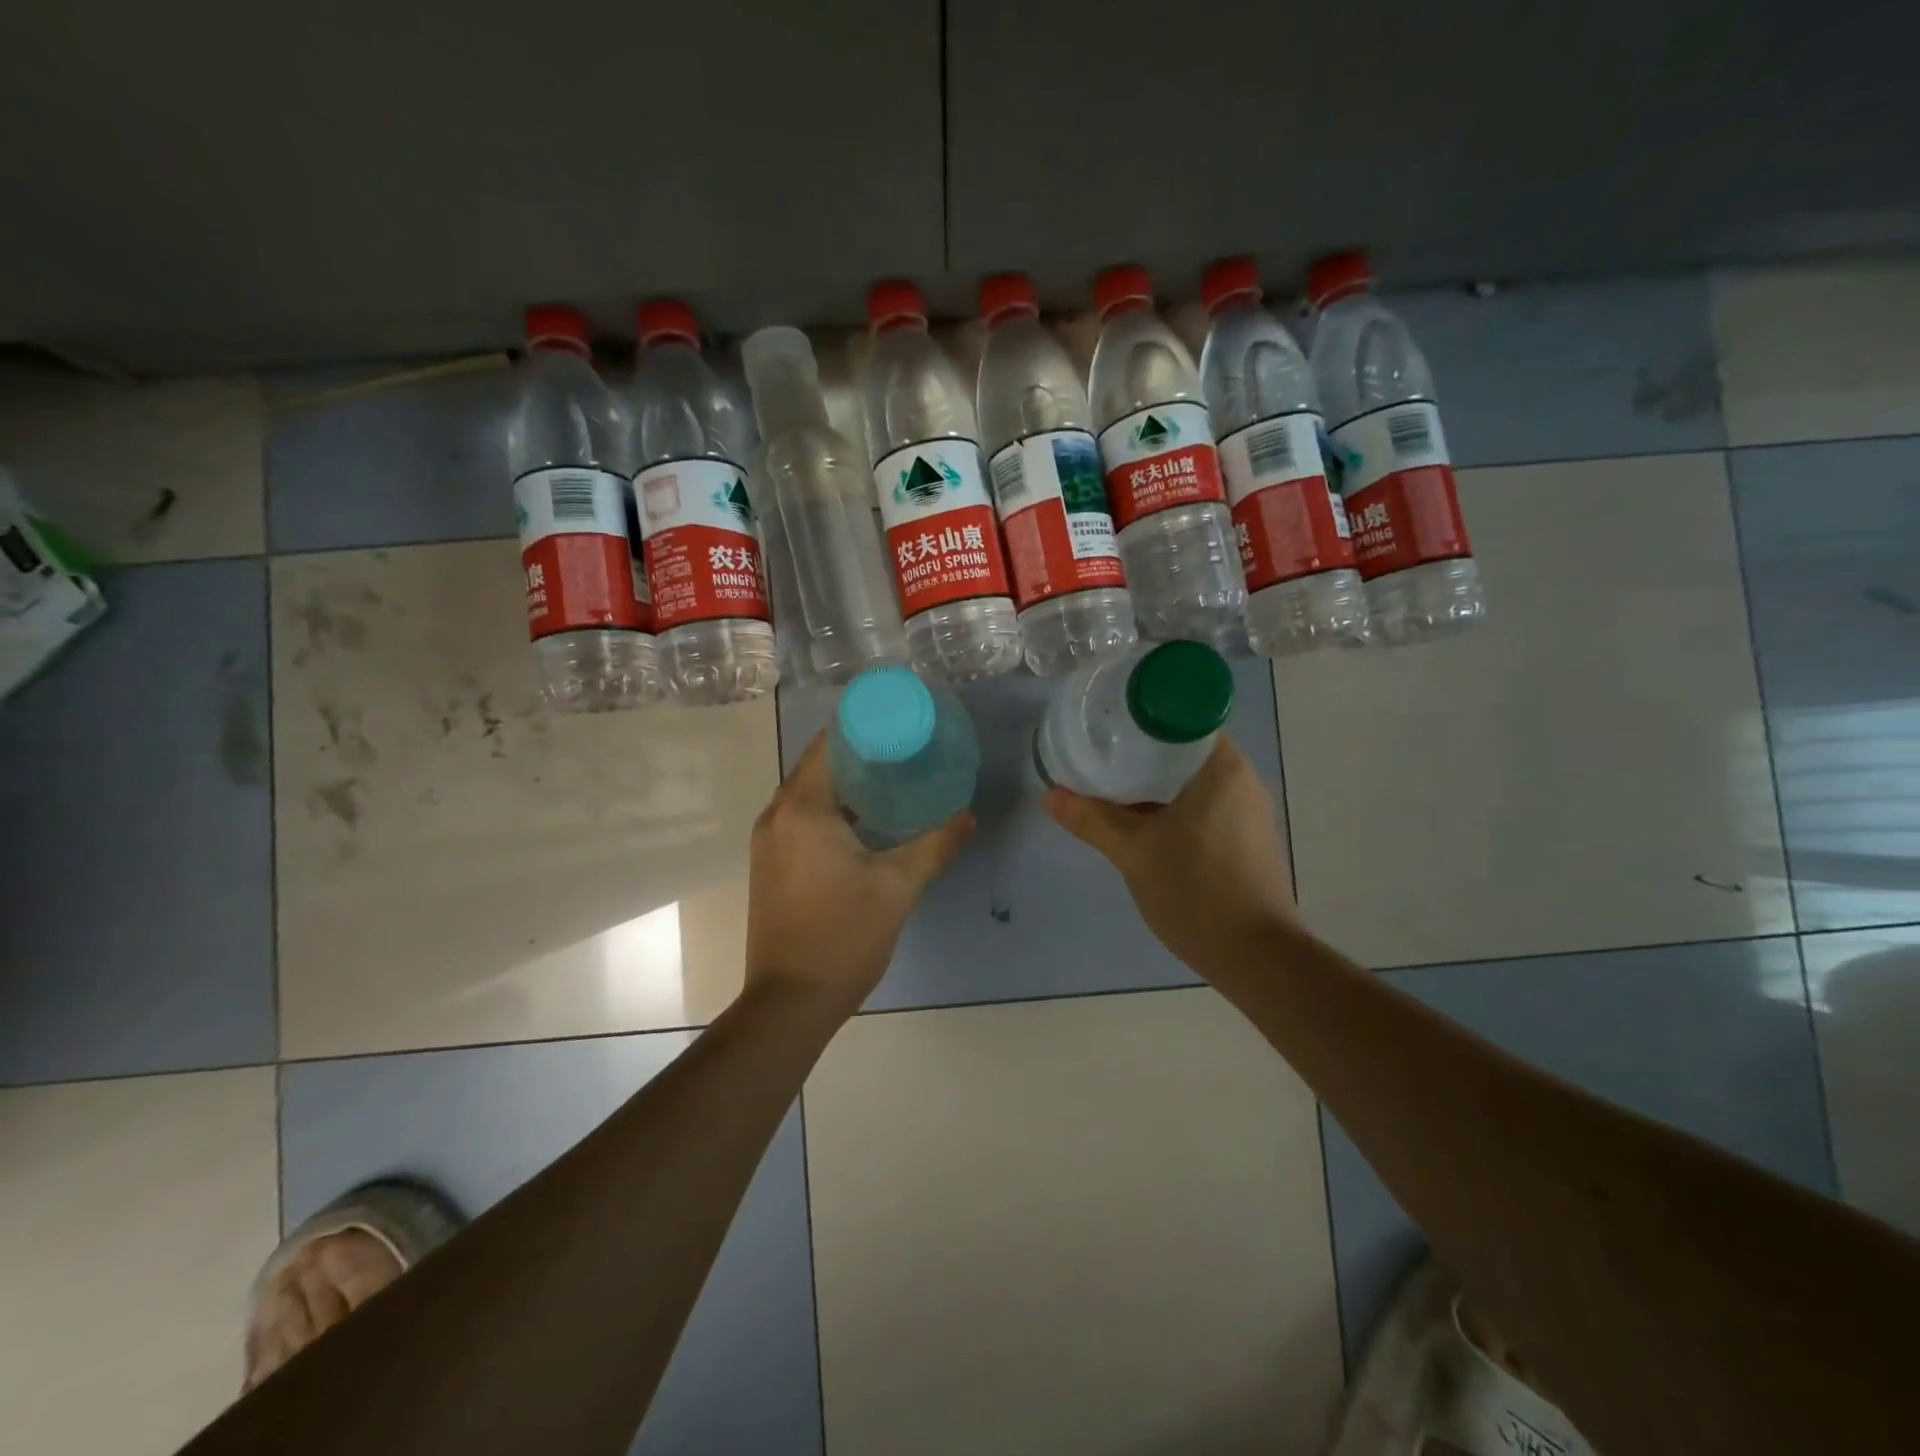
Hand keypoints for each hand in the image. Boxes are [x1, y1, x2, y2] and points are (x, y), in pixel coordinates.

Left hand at [744, 732, 972, 1013]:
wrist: (790, 1001)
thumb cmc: (843, 936)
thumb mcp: (897, 887)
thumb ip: (935, 844)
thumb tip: (967, 815)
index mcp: (803, 809)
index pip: (829, 745)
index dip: (862, 727)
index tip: (899, 722)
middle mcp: (776, 816)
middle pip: (817, 766)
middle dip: (858, 754)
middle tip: (904, 749)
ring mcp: (768, 842)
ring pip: (807, 794)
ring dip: (844, 783)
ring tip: (891, 779)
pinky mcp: (770, 865)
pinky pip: (800, 818)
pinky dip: (830, 809)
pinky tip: (865, 821)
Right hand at [1042, 735, 1296, 973]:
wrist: (1256, 957)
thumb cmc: (1196, 891)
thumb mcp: (1134, 852)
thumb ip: (1091, 819)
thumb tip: (1049, 795)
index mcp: (1221, 767)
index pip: (1182, 714)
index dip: (1143, 713)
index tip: (1109, 721)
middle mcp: (1241, 779)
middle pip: (1183, 746)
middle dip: (1140, 748)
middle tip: (1098, 750)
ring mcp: (1246, 809)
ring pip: (1191, 777)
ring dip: (1153, 778)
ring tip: (1109, 780)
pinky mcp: (1244, 836)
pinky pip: (1201, 802)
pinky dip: (1170, 801)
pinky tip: (1139, 817)